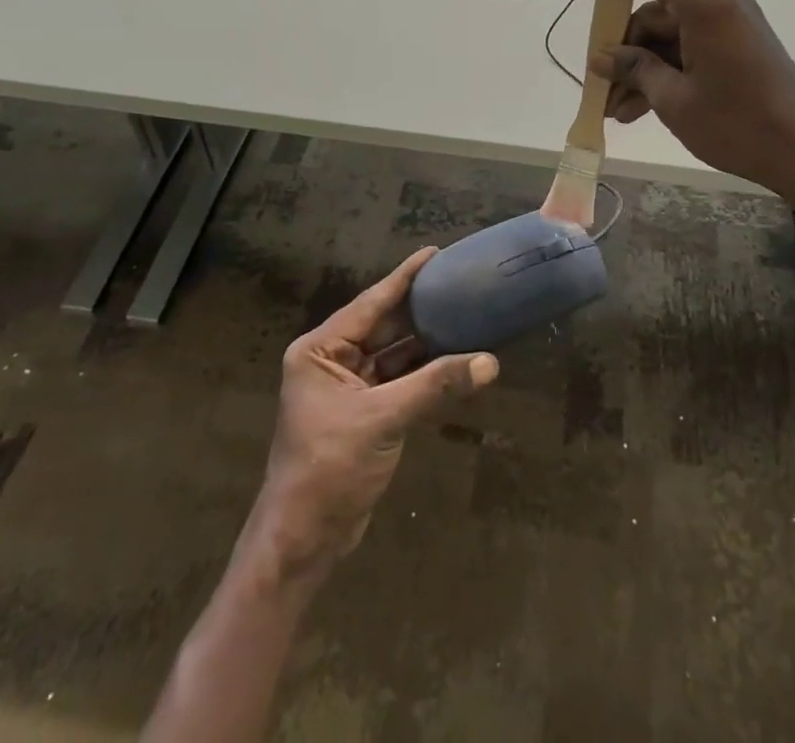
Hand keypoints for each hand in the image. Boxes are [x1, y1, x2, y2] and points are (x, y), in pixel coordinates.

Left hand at [250, 247, 498, 577]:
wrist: (304, 541)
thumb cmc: (329, 468)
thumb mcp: (382, 419)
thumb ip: (435, 386)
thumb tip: (490, 362)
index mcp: (320, 350)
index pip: (370, 303)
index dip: (404, 278)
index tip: (434, 253)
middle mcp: (332, 362)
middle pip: (384, 327)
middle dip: (421, 310)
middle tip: (460, 284)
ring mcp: (349, 389)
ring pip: (395, 355)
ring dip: (428, 344)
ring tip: (467, 316)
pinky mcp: (365, 414)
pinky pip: (400, 382)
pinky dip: (426, 374)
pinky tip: (456, 361)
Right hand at [580, 0, 794, 195]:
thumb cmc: (736, 123)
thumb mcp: (674, 99)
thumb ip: (635, 69)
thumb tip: (603, 57)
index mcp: (705, 6)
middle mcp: (721, 6)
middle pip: (657, 15)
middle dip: (625, 51)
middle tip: (602, 89)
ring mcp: (735, 28)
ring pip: (672, 39)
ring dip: (644, 70)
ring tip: (619, 112)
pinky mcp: (743, 49)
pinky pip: (693, 51)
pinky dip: (669, 74)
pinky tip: (644, 109)